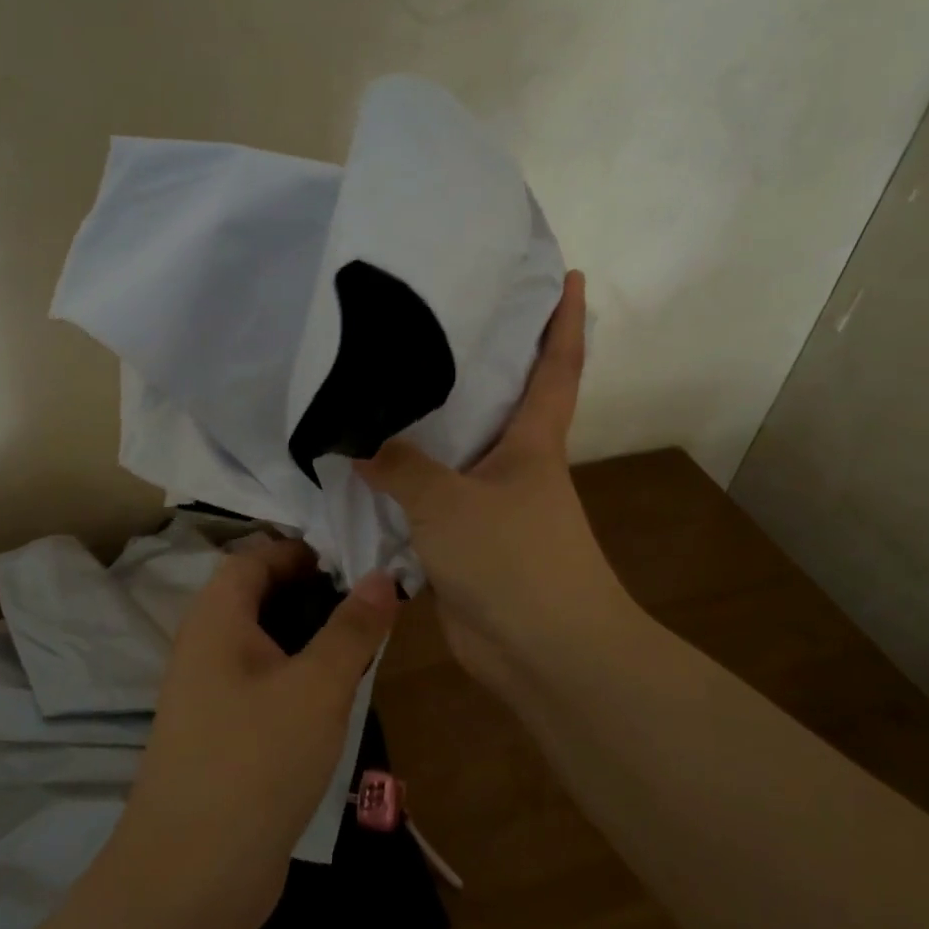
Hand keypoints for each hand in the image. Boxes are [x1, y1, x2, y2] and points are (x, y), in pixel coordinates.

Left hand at [117, 538, 399, 915]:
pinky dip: (297, 678)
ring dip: (309, 640)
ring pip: (264, 646)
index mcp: (216, 619)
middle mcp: (204, 648)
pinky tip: (333, 701)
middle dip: (313, 594)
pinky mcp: (220, 737)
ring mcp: (207, 696)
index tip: (353, 559)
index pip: (255, 557)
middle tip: (368, 604)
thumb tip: (382, 575)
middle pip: (259, 598)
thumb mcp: (318, 686)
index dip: (300, 550)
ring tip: (362, 648)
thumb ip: (353, 628)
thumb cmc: (257, 759)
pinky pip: (262, 686)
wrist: (193, 878)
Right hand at [356, 271, 625, 689]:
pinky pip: (428, 504)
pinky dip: (403, 488)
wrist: (541, 653)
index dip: (564, 320)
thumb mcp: (450, 502)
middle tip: (432, 321)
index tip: (570, 275)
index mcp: (533, 440)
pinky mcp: (465, 544)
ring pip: (453, 455)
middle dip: (476, 363)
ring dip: (426, 430)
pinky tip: (365, 471)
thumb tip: (359, 443)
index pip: (556, 366)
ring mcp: (490, 506)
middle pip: (496, 402)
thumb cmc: (513, 559)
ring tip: (381, 389)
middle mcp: (514, 465)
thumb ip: (402, 468)